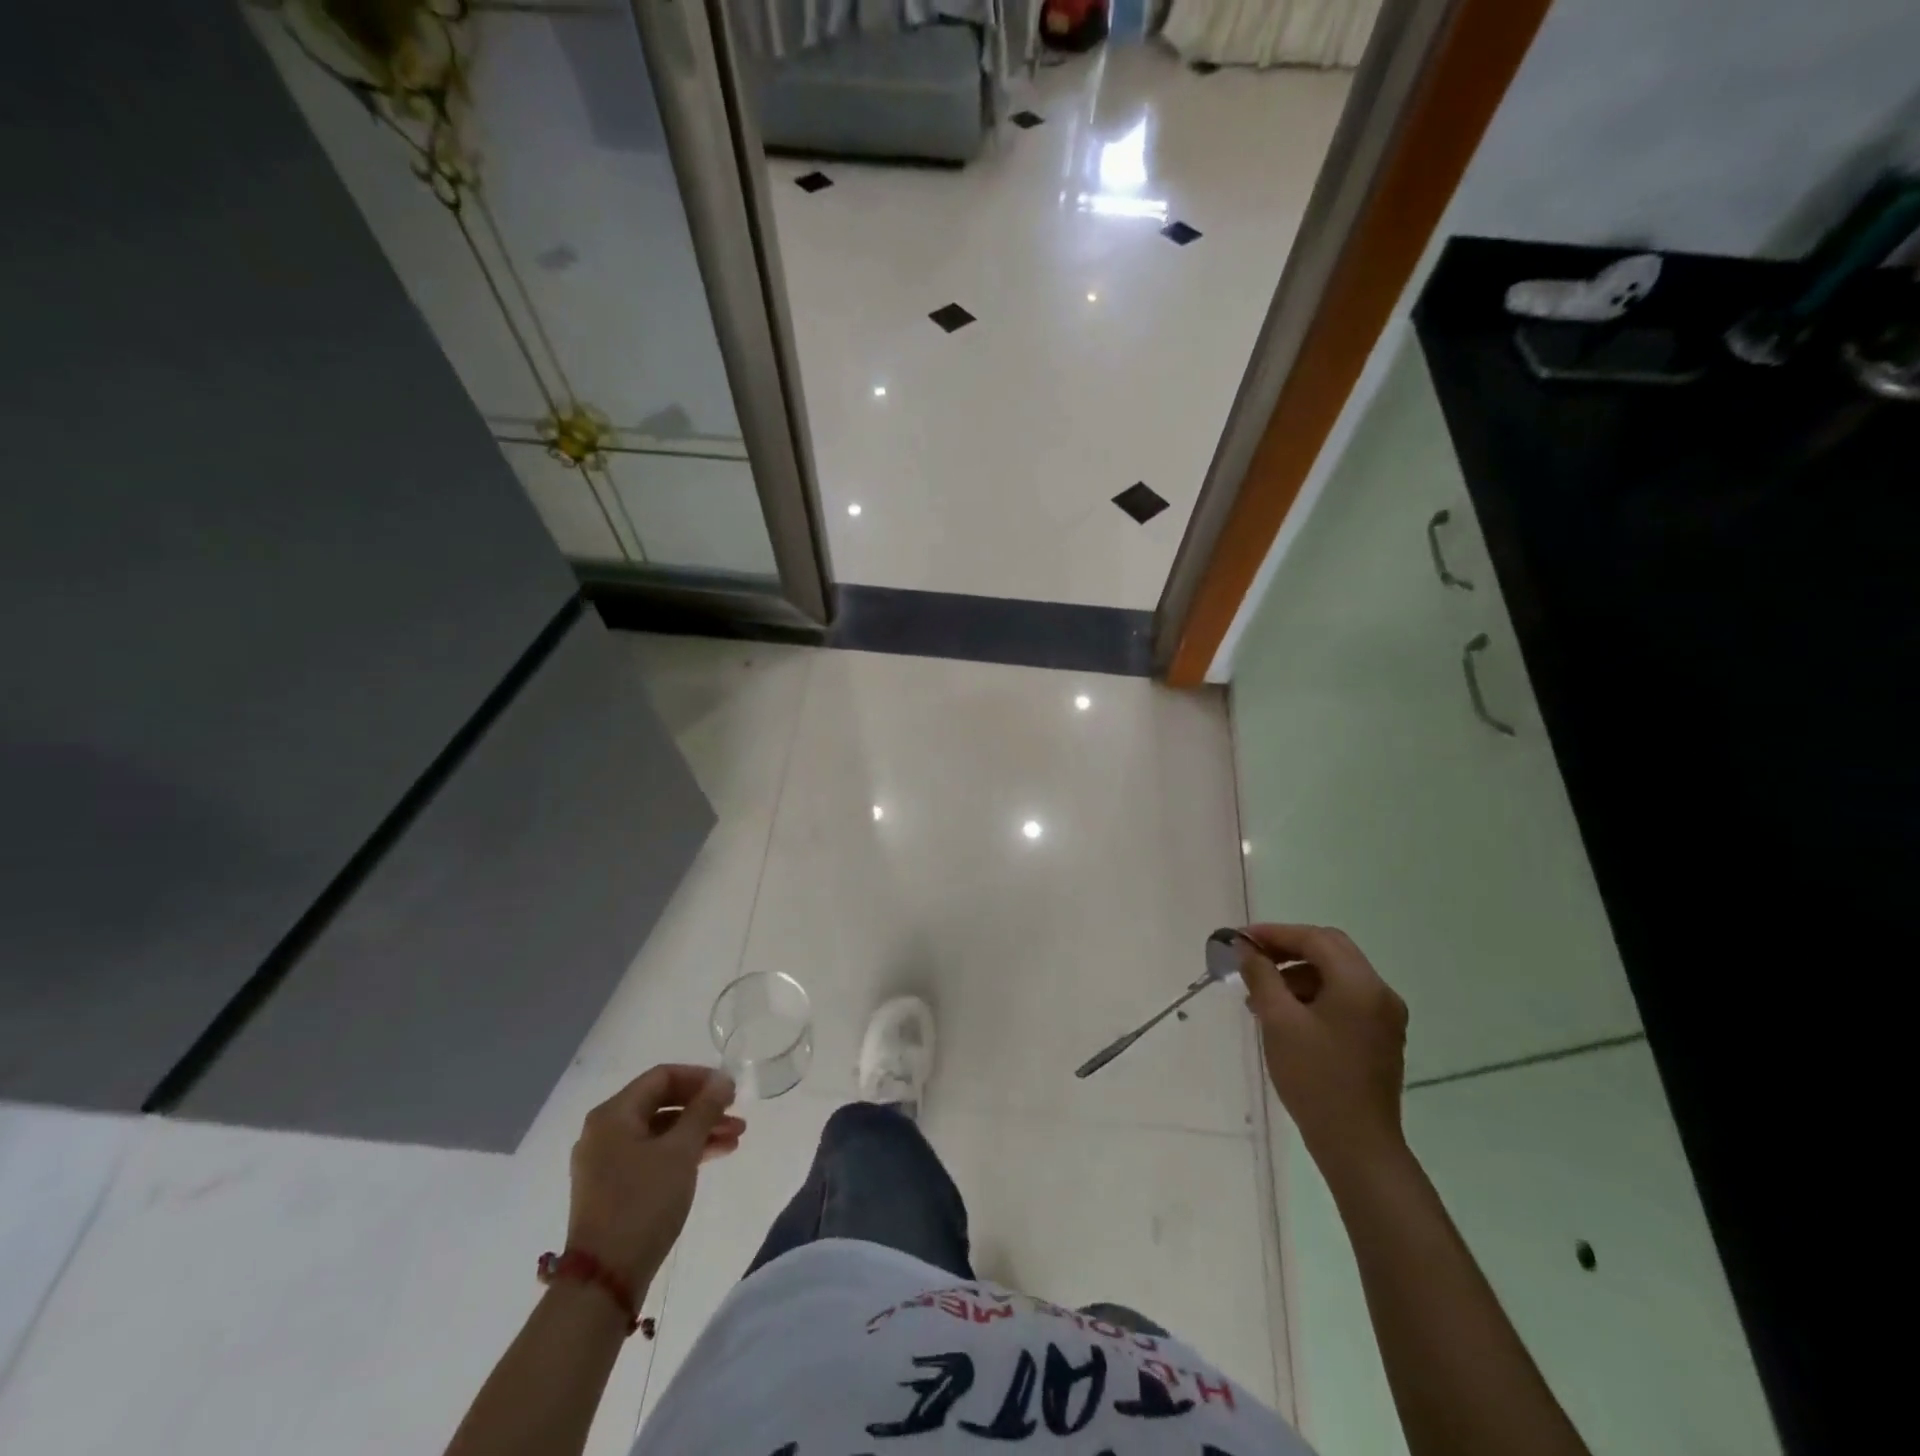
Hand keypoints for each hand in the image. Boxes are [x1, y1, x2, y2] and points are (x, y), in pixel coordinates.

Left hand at [566, 1064, 744, 1289]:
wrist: (604, 1282)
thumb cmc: (643, 1204)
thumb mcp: (681, 1151)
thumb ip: (704, 1110)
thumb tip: (723, 1079)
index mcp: (612, 1115)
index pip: (662, 1077)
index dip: (700, 1078)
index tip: (730, 1090)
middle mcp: (604, 1132)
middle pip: (662, 1103)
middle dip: (703, 1108)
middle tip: (737, 1115)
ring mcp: (606, 1162)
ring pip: (660, 1132)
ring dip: (698, 1131)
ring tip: (735, 1139)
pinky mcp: (612, 1188)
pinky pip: (652, 1155)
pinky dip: (682, 1152)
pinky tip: (713, 1157)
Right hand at [1238, 924, 1408, 1180]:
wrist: (1356, 1145)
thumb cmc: (1314, 1078)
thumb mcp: (1278, 1021)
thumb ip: (1261, 976)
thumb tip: (1246, 948)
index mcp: (1360, 984)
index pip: (1316, 939)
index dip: (1275, 933)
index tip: (1240, 939)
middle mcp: (1379, 992)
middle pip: (1330, 951)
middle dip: (1288, 948)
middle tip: (1251, 957)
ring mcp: (1384, 1016)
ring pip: (1336, 975)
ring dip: (1298, 974)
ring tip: (1260, 994)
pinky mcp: (1380, 1037)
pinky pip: (1344, 998)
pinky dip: (1313, 994)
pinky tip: (1285, 1015)